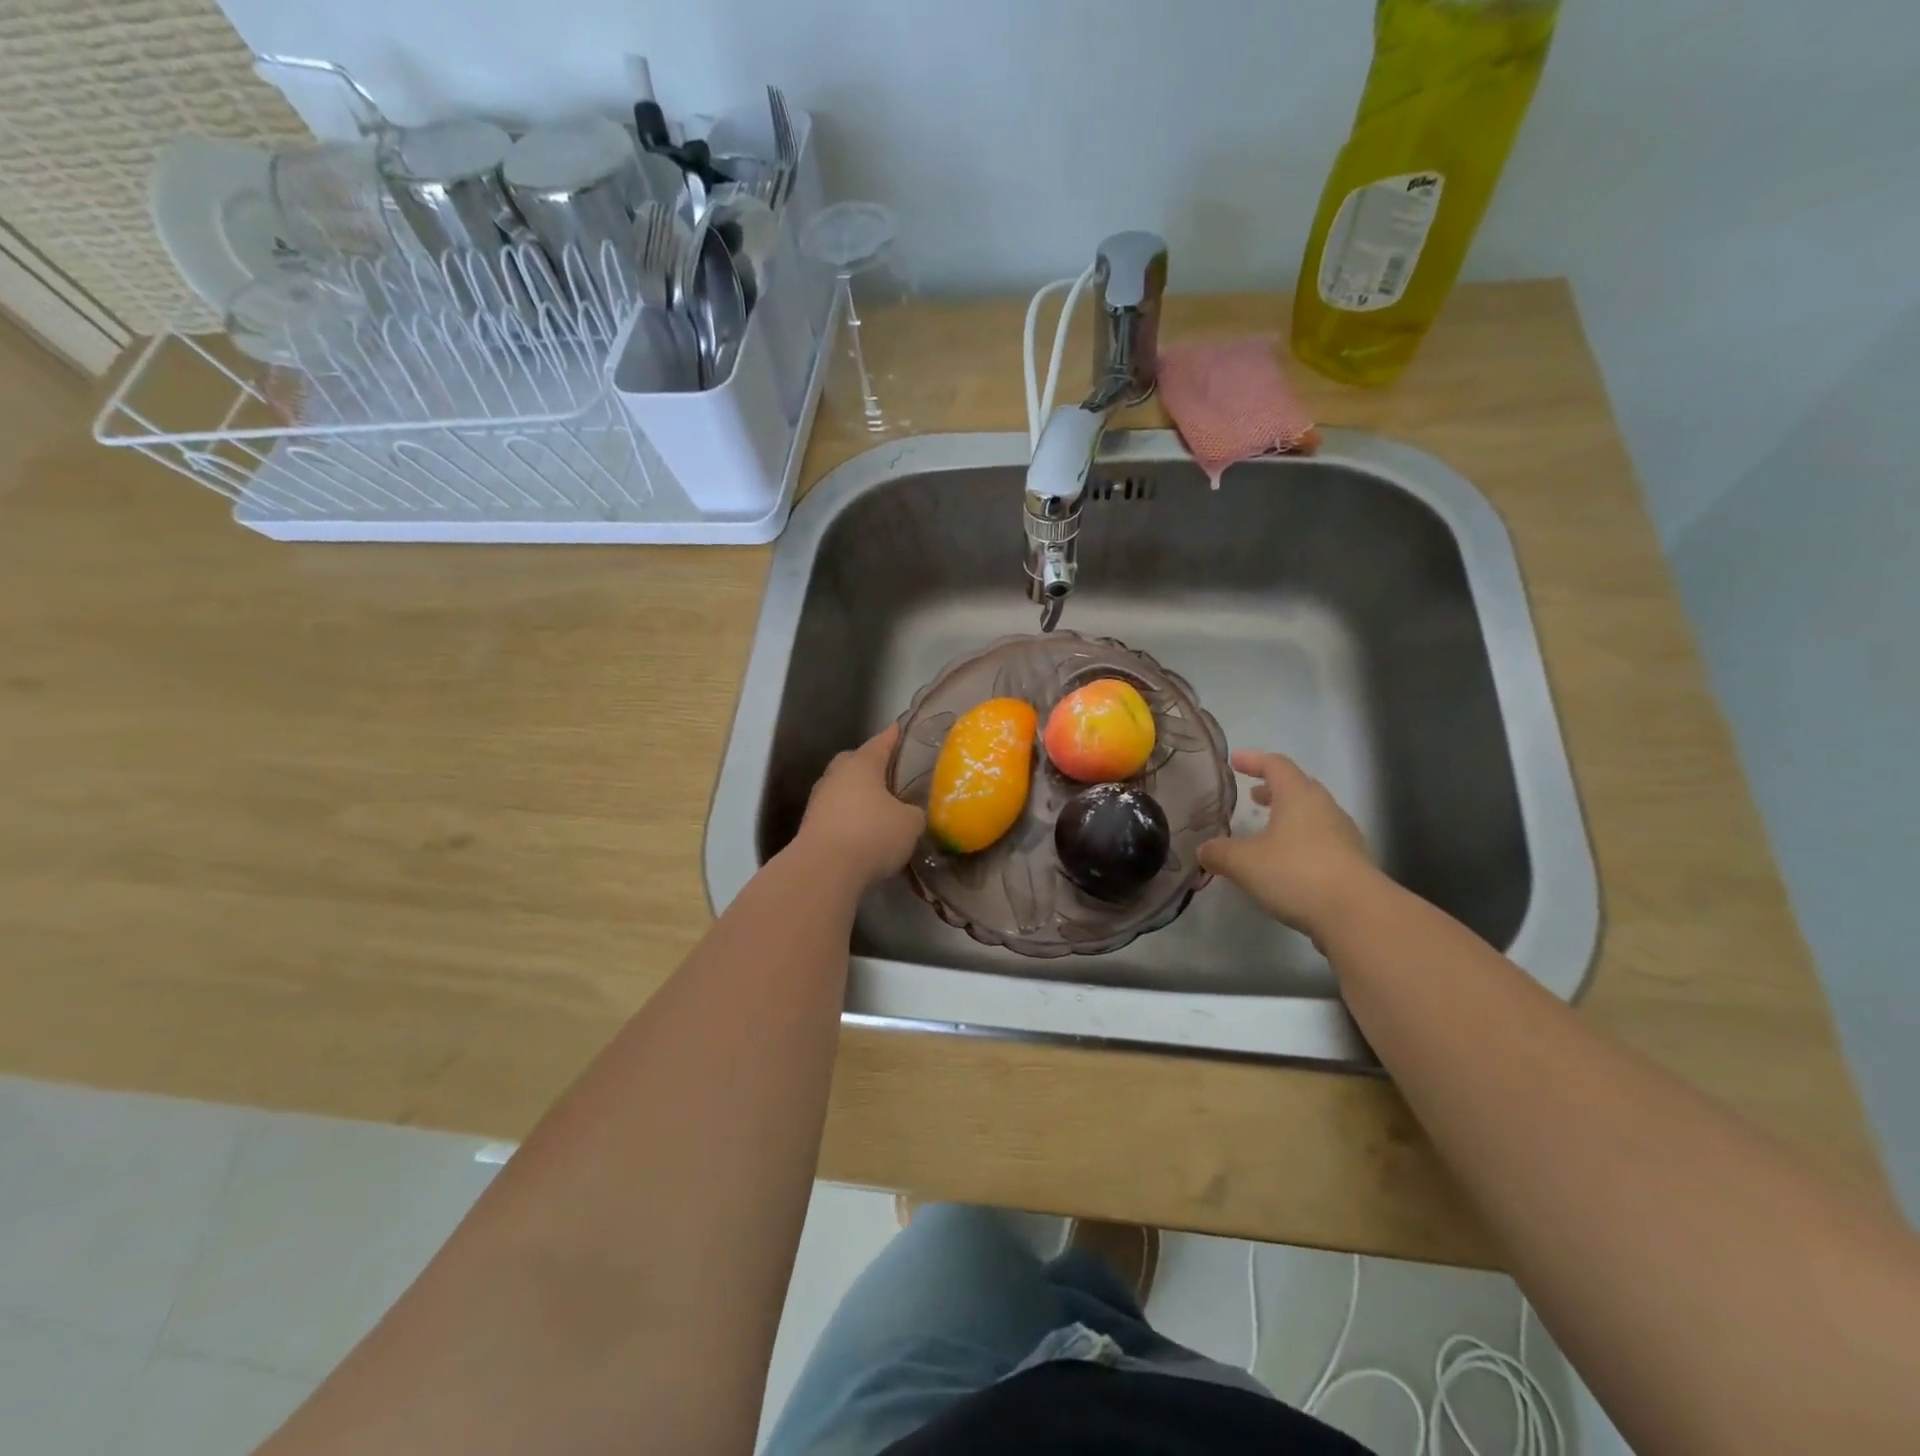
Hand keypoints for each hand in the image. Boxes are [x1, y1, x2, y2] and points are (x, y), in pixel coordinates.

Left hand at [795, 726, 926, 888]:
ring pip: (843, 789)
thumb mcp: (910, 823)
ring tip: (879, 808)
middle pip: (855, 762)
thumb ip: (914, 812)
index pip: (881, 742)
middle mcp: (836, 775)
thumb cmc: (872, 834)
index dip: (893, 736)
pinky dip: (849, 818)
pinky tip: (863, 832)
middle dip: (871, 766)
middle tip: (890, 775)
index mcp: (861, 764)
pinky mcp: (811, 826)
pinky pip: (836, 813)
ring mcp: (819, 800)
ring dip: (858, 795)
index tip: (900, 728)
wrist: (823, 869)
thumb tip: (909, 812)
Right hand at [1197, 751, 1379, 939]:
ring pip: (1311, 815)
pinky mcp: (1352, 863)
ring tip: (1265, 829)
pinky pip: (1321, 841)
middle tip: (1251, 794)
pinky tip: (1285, 862)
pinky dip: (1300, 842)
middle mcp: (1324, 808)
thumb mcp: (1244, 863)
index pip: (1276, 765)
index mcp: (1298, 795)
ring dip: (1288, 816)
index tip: (1235, 760)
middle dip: (1273, 789)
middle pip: (1298, 787)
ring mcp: (1343, 836)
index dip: (1253, 760)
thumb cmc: (1296, 873)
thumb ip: (1219, 853)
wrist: (1357, 915)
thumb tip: (1204, 850)